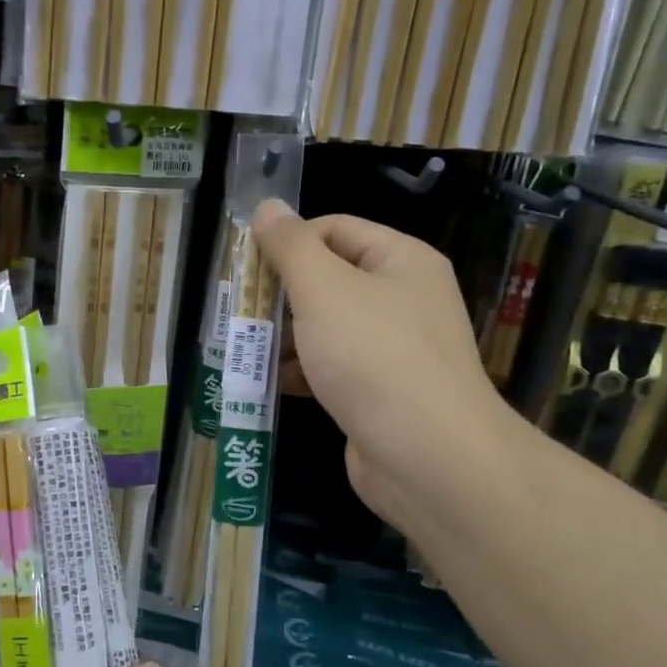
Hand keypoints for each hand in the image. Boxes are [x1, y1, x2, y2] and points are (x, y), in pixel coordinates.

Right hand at [254, 200, 516, 540]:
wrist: (428, 458)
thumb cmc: (374, 358)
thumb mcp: (324, 290)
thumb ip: (291, 246)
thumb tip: (267, 207)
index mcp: (401, 261)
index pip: (336, 229)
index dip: (289, 241)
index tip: (246, 267)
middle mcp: (402, 299)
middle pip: (329, 279)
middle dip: (281, 294)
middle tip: (238, 309)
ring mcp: (393, 349)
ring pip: (326, 327)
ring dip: (284, 336)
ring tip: (244, 347)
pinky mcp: (379, 393)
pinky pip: (332, 367)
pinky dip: (300, 371)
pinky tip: (267, 382)